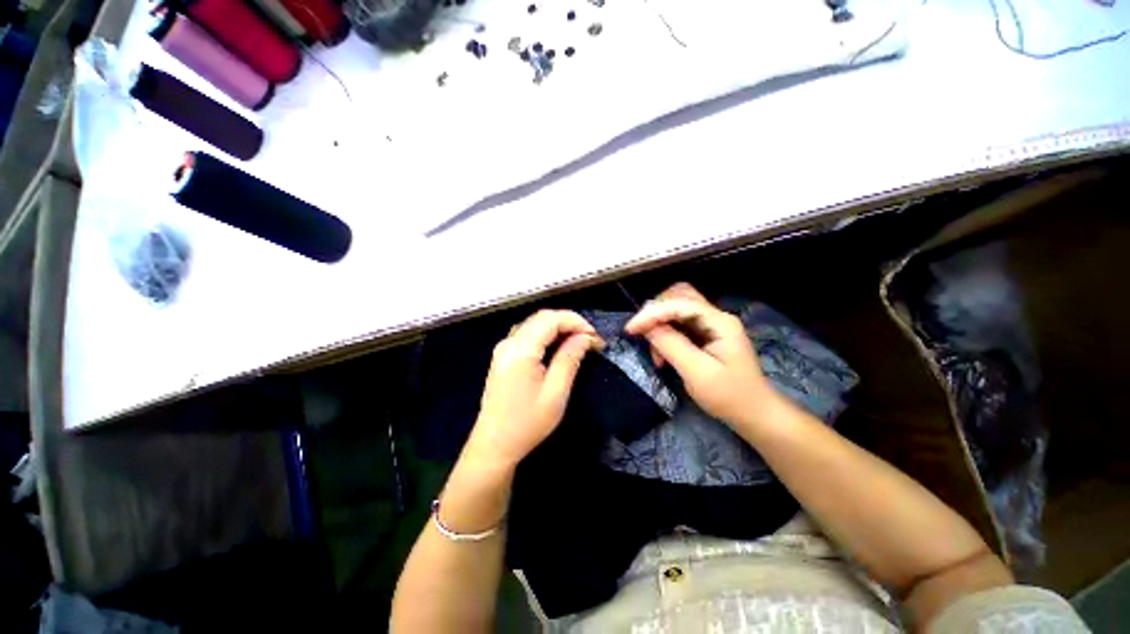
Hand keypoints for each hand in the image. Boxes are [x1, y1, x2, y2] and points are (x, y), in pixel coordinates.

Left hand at [464, 310, 603, 469]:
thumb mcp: (555, 393)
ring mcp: (503, 348)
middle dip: (569, 322)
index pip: (551, 319)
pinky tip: (558, 346)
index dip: (576, 322)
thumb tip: (584, 337)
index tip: (595, 337)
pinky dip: (546, 334)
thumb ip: (569, 359)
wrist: (494, 445)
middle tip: (590, 339)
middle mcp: (509, 342)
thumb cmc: (527, 423)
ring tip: (578, 341)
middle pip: (542, 317)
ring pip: (535, 323)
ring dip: (558, 327)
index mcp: (520, 350)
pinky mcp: (503, 355)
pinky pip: (527, 334)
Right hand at [625, 283, 778, 428]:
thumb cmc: (729, 396)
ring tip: (656, 353)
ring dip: (659, 324)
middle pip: (678, 297)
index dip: (651, 313)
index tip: (630, 329)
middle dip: (655, 312)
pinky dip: (665, 334)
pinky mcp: (706, 334)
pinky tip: (663, 354)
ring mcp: (711, 325)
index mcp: (719, 322)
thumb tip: (647, 327)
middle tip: (642, 333)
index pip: (679, 304)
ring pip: (676, 309)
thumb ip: (671, 345)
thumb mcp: (697, 372)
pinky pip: (679, 324)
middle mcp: (715, 316)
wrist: (754, 414)